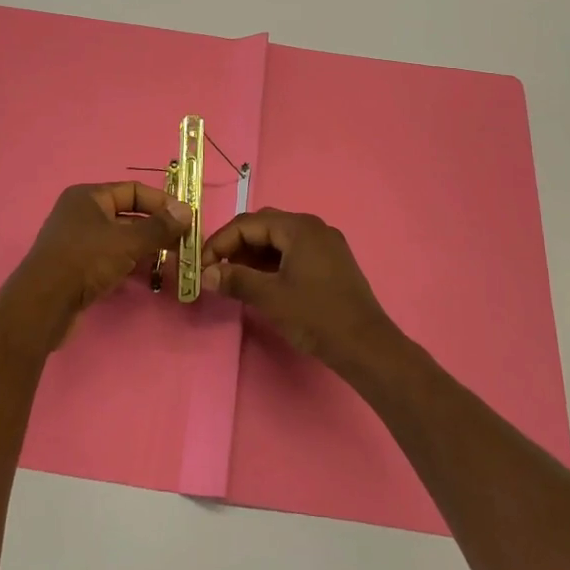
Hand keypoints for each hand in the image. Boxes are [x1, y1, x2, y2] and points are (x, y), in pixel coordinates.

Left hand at [2, 182, 191, 348]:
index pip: (133, 191)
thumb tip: (187, 211)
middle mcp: (81, 213)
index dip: (161, 202)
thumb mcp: (126, 241)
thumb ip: (159, 227)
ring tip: (173, 262)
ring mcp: (78, 241)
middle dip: (157, 229)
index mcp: (89, 196)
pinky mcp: (77, 267)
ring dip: (146, 249)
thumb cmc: (85, 261)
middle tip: (184, 244)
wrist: (43, 304)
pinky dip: (130, 264)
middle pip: (128, 215)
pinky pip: (111, 258)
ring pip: (120, 239)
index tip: (186, 219)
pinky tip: (149, 276)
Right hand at [200, 210, 400, 369]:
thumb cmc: (317, 316)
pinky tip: (260, 282)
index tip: (202, 266)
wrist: (366, 346)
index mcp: (299, 227)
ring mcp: (325, 244)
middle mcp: (313, 227)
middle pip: (264, 226)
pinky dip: (272, 263)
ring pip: (278, 240)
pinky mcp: (331, 262)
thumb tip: (206, 275)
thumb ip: (236, 280)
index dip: (220, 242)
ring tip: (233, 278)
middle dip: (236, 245)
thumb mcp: (270, 298)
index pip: (248, 223)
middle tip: (216, 269)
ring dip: (253, 255)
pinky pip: (293, 251)